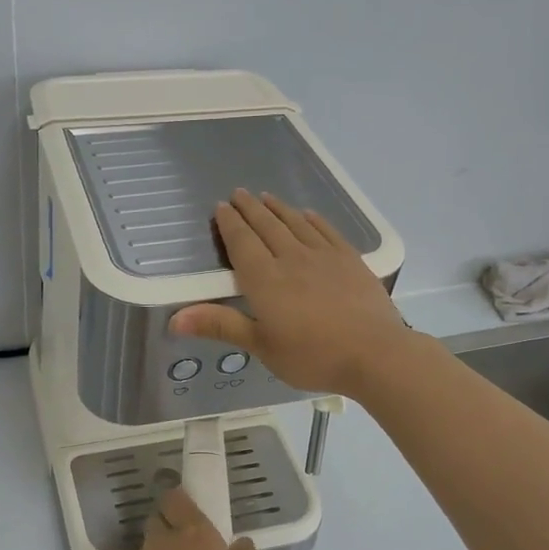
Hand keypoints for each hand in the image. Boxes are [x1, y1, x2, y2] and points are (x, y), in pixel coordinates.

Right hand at [172, 189, 412, 396]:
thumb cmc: (312, 356)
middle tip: (238, 193)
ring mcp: (324, 256)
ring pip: (295, 223)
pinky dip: (313, 220)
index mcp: (265, 279)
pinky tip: (308, 214)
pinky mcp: (350, 260)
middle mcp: (291, 258)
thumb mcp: (261, 346)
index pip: (242, 243)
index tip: (221, 207)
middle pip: (267, 226)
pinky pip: (327, 231)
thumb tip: (174, 318)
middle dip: (250, 208)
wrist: (374, 354)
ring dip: (278, 208)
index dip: (230, 224)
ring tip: (266, 197)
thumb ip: (220, 326)